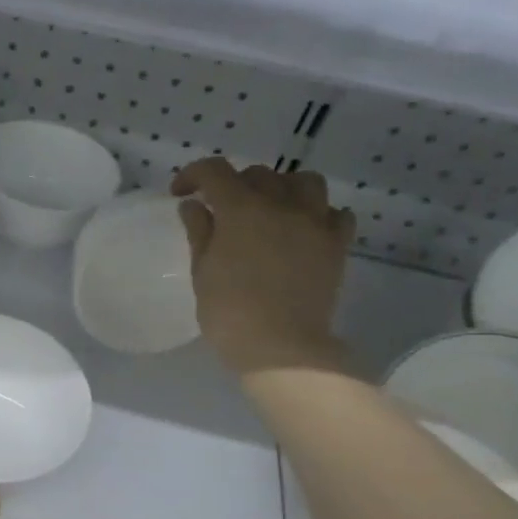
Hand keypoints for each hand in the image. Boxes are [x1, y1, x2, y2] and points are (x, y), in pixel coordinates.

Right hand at [171, 158, 355, 377]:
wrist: (281, 347)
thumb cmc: (229, 312)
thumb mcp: (202, 271)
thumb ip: (200, 232)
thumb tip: (194, 205)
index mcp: (241, 209)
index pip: (214, 171)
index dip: (193, 174)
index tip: (181, 193)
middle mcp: (280, 204)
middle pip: (258, 174)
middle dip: (235, 184)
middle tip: (222, 209)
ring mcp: (314, 222)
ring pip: (304, 182)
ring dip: (283, 188)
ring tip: (271, 209)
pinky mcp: (336, 244)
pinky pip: (335, 213)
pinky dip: (319, 214)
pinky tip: (304, 230)